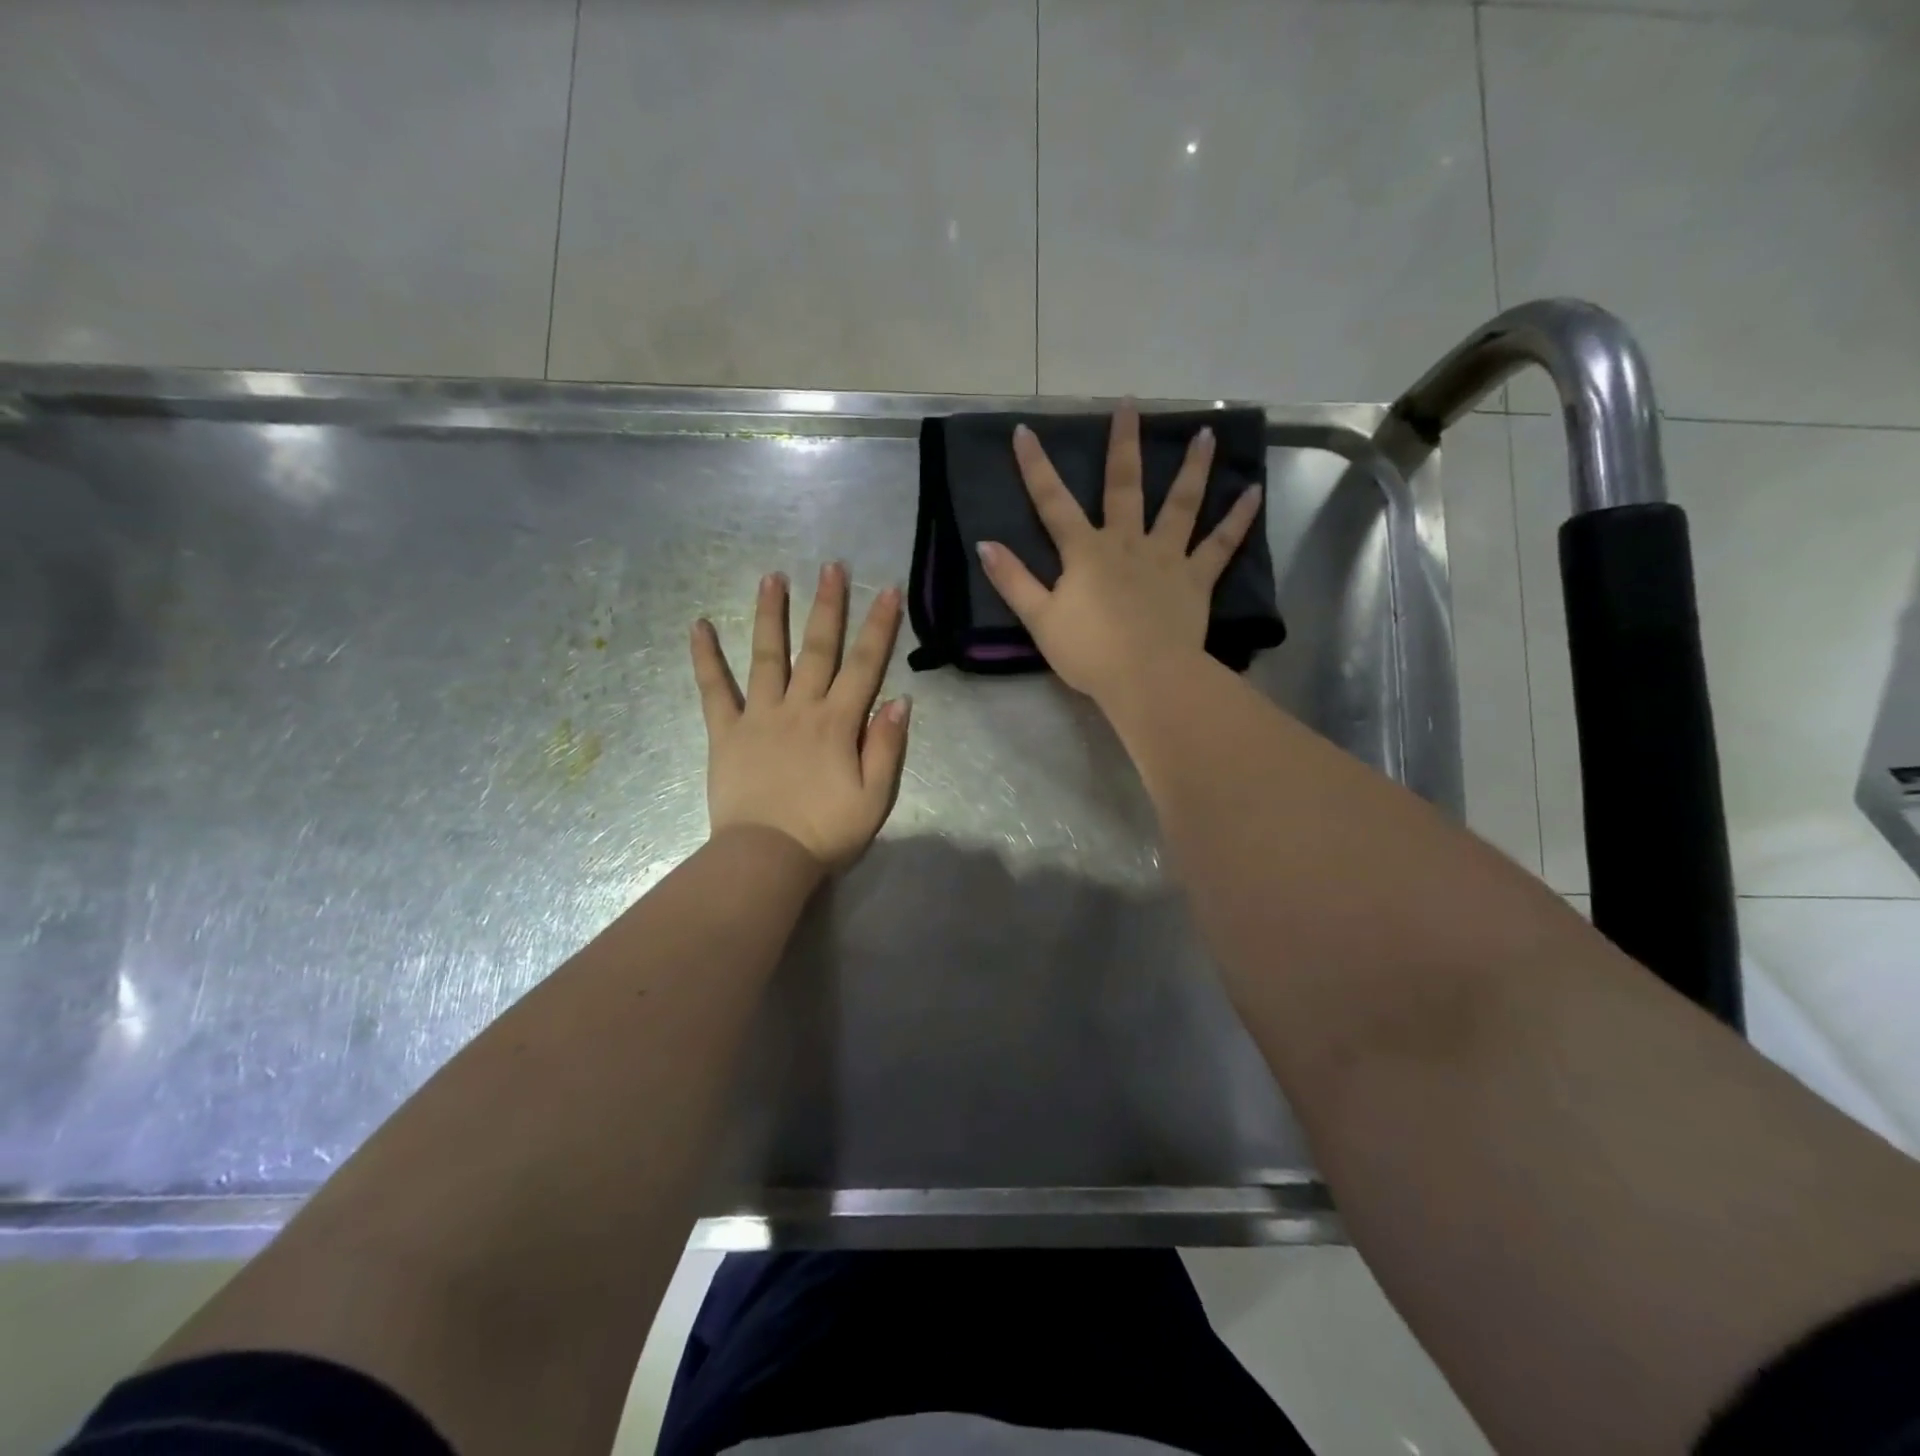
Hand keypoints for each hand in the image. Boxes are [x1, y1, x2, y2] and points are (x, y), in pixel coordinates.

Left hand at [690, 564, 909, 871]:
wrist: (766, 858)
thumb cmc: (826, 832)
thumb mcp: (875, 797)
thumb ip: (887, 747)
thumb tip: (900, 701)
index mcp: (838, 723)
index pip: (865, 665)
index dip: (879, 627)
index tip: (888, 590)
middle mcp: (800, 708)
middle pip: (817, 648)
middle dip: (828, 605)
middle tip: (831, 566)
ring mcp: (759, 716)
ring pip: (767, 656)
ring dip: (771, 615)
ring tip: (772, 577)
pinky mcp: (726, 732)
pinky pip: (713, 689)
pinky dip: (705, 657)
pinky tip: (698, 626)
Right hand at [975, 403, 1262, 703]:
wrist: (1145, 678)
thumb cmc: (1089, 652)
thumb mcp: (1040, 619)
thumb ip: (1013, 581)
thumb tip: (984, 545)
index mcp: (1085, 552)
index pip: (1053, 503)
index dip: (1036, 467)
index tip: (1025, 431)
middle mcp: (1126, 542)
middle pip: (1123, 486)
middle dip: (1123, 445)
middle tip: (1130, 406)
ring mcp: (1166, 557)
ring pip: (1180, 504)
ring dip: (1193, 468)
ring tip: (1207, 433)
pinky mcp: (1195, 579)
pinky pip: (1220, 544)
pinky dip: (1238, 518)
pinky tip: (1254, 492)